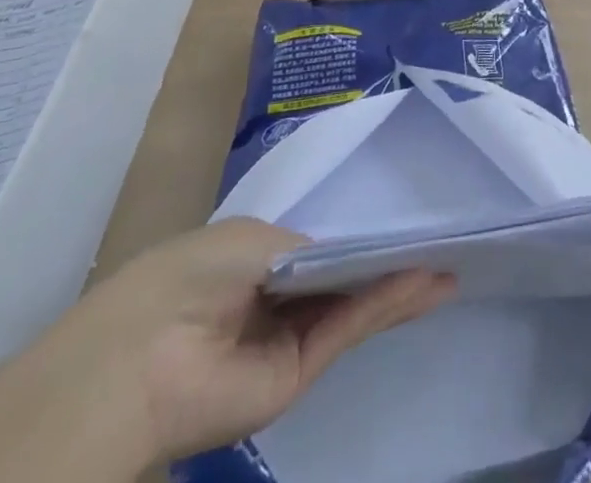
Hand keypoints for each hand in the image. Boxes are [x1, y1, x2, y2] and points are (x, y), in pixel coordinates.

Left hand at [36, 218, 455, 464]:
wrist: (141, 360)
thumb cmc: (189, 276)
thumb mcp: (252, 240)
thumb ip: (307, 248)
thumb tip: (346, 257)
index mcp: (255, 260)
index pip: (319, 245)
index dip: (359, 233)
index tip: (404, 217)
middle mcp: (275, 298)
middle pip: (344, 275)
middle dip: (389, 258)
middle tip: (439, 241)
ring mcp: (287, 338)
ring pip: (354, 304)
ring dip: (400, 284)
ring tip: (449, 266)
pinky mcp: (297, 373)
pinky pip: (348, 329)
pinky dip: (386, 304)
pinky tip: (424, 284)